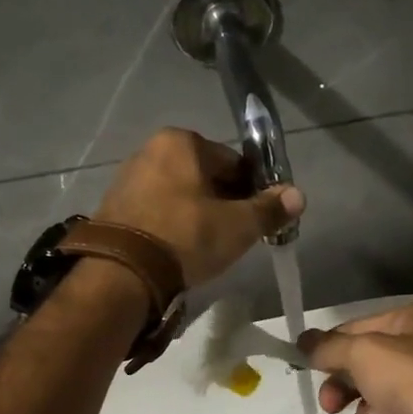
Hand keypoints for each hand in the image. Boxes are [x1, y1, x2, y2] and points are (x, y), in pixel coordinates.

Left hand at [95, 129, 303, 286]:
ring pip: (180, 194)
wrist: (123, 272)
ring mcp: (128, 177)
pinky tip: (179, 249)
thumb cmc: (186, 237)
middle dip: (223, 202)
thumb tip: (298, 196)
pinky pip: (157, 209)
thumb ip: (269, 209)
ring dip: (197, 214)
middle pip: (205, 176)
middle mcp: (151, 149)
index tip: (257, 219)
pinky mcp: (114, 206)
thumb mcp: (238, 226)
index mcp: (181, 142)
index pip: (233, 162)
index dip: (251, 191)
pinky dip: (172, 224)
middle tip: (234, 236)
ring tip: (207, 247)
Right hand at [297, 303, 412, 413]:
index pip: (355, 329)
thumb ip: (329, 347)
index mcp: (411, 322)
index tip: (305, 367)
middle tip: (333, 404)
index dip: (329, 349)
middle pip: (363, 370)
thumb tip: (303, 341)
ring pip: (375, 406)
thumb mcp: (364, 354)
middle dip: (348, 390)